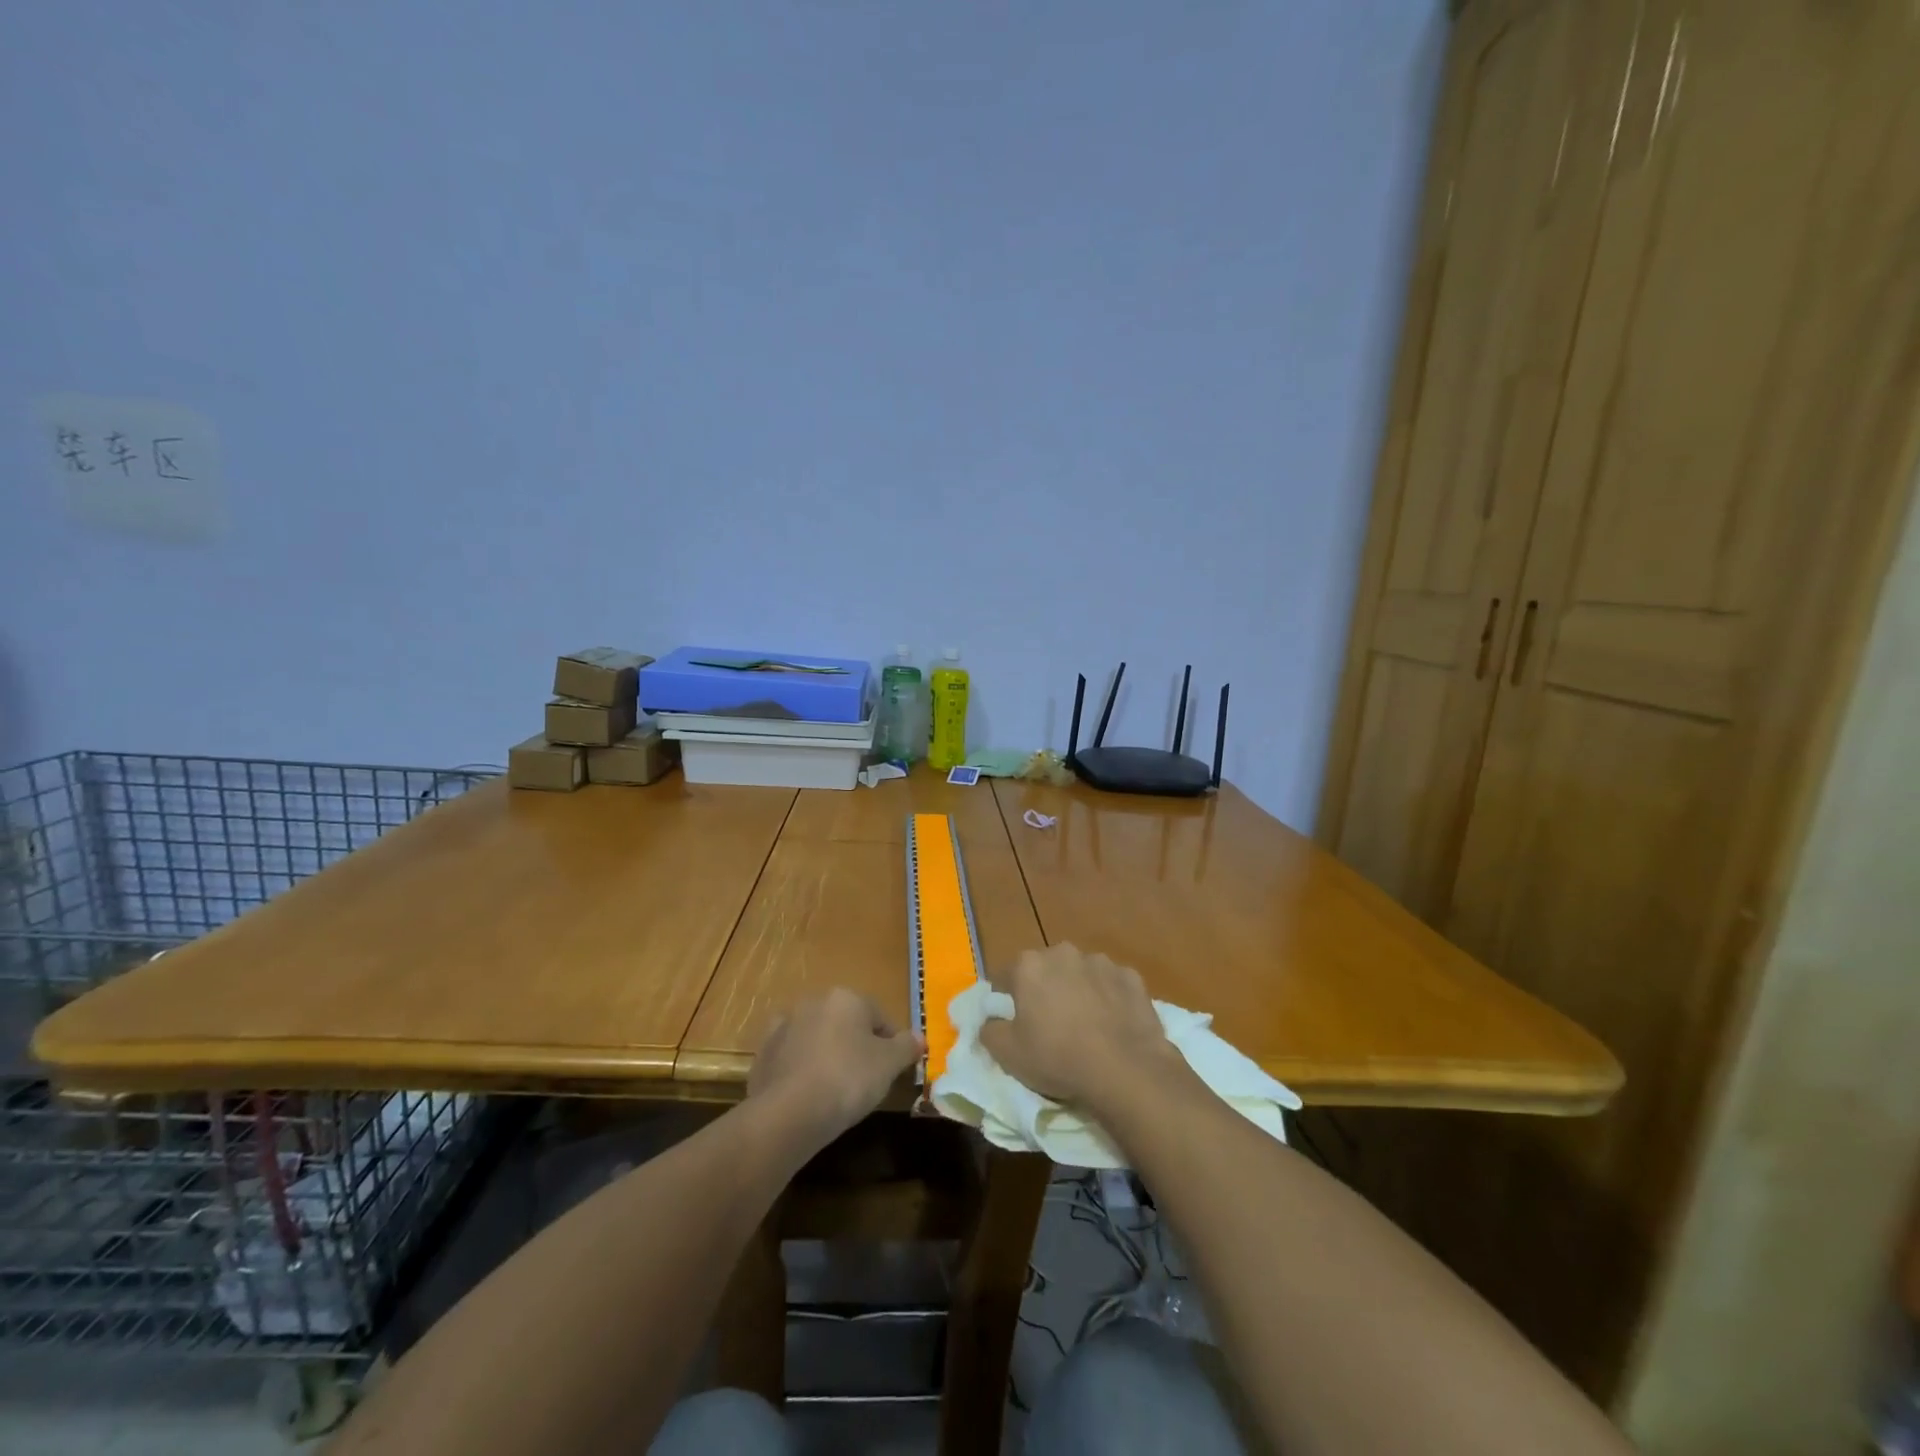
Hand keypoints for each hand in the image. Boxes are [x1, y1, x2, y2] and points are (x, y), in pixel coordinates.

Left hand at [748, 989, 921, 1148]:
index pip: (879, 1017)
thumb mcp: (889, 1065)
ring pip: (816, 1038)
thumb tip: (919, 1037)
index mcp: (846, 998)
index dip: (890, 1044)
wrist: (788, 1112)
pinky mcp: (762, 1053)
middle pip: (845, 1023)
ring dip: (825, 1055)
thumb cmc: (847, 1079)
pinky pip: (791, 1058)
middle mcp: (813, 1002)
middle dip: (855, 1046)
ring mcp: (784, 1026)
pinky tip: (806, 1094)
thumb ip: (906, 1047)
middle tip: (864, 1080)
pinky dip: (800, 1070)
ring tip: (834, 1090)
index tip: (893, 1070)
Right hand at [979, 944, 1182, 1111]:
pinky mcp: (1131, 977)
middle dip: (1045, 989)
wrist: (1124, 1069)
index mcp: (1029, 965)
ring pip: (1081, 974)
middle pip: (1045, 970)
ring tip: (1085, 1026)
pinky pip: (1112, 985)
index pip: (1005, 976)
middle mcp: (1063, 953)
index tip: (1012, 1020)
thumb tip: (991, 1021)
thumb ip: (989, 1030)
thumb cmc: (1057, 1058)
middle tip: (1050, 1024)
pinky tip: (1113, 1025)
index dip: (1006, 998)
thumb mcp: (1007, 1054)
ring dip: (1078, 991)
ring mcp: (1101, 962)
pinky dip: (1109, 998)